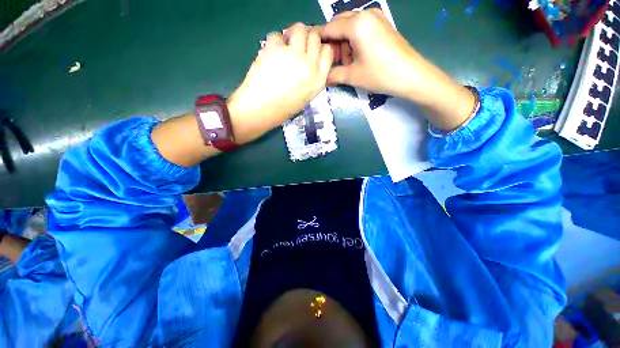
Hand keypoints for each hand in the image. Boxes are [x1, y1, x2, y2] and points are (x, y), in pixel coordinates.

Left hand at [227, 23, 332, 144]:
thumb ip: (310, 78)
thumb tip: (307, 59)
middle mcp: (310, 65)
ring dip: (293, 33)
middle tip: (296, 45)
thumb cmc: (283, 109)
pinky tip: (270, 52)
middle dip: (307, 38)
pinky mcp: (276, 48)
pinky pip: (277, 35)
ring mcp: (293, 54)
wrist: (261, 110)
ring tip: (285, 44)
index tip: (311, 50)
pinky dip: (274, 41)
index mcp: (318, 80)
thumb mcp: (305, 97)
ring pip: (299, 28)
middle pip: (315, 37)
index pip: (327, 52)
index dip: (319, 48)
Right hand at [320, 9, 475, 130]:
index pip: (329, 28)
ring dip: (343, 43)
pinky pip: (361, 28)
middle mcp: (365, 14)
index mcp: (356, 24)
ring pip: (349, 26)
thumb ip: (334, 74)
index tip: (310, 50)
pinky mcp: (382, 24)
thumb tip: (321, 78)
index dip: (318, 39)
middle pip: (339, 24)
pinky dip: (354, 41)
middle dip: (332, 42)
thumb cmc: (380, 74)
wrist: (411, 75)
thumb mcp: (353, 76)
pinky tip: (356, 56)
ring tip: (345, 63)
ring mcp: (376, 17)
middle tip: (330, 62)